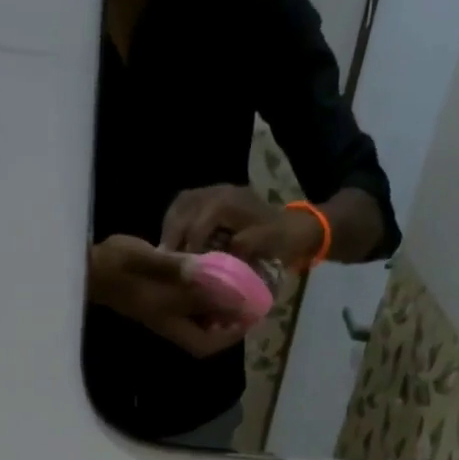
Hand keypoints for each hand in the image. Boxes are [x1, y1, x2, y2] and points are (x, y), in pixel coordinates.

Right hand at [88, 236, 243, 357]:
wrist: (91, 267)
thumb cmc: (120, 266)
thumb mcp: (153, 264)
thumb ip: (182, 271)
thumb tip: (213, 279)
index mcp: (170, 320)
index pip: (206, 343)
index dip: (230, 335)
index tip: (249, 318)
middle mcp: (170, 323)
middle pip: (206, 337)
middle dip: (229, 324)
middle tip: (249, 303)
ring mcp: (165, 314)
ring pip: (200, 322)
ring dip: (219, 312)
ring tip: (239, 291)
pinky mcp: (161, 302)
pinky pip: (190, 308)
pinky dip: (205, 299)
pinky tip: (215, 279)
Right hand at [161, 184, 323, 265]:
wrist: (294, 227)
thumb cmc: (280, 240)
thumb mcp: (263, 246)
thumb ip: (239, 249)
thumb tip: (213, 261)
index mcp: (229, 202)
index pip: (198, 222)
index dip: (188, 245)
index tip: (180, 267)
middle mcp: (218, 191)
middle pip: (183, 209)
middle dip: (172, 236)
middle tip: (164, 261)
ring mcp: (213, 191)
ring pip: (180, 205)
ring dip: (170, 228)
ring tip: (164, 252)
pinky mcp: (211, 197)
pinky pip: (184, 206)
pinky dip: (175, 223)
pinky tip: (173, 241)